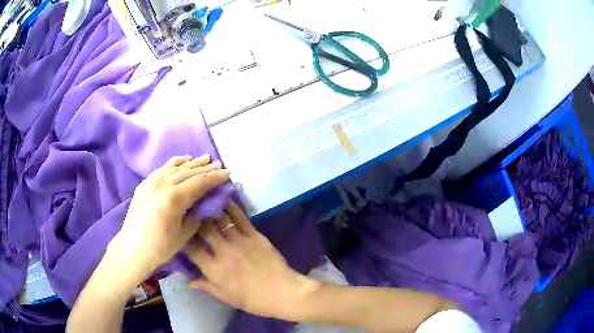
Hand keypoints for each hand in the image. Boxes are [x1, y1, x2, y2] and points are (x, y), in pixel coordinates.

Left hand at [108, 155, 229, 285]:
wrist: (133, 248)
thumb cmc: (160, 247)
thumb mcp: (184, 234)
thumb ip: (196, 214)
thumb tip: (205, 202)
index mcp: (174, 199)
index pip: (199, 183)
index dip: (214, 178)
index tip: (227, 174)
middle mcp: (162, 185)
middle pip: (188, 172)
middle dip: (206, 168)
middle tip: (219, 165)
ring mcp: (151, 182)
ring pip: (176, 167)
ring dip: (192, 163)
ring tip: (205, 158)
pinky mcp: (145, 183)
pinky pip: (163, 168)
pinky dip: (175, 163)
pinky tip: (184, 159)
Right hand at [186, 202, 317, 318]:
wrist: (283, 293)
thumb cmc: (253, 300)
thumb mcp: (226, 298)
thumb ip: (206, 286)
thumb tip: (188, 280)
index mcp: (215, 269)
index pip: (191, 249)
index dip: (182, 238)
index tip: (178, 230)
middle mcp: (224, 251)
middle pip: (203, 228)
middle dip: (194, 217)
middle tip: (188, 209)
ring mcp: (240, 241)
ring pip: (220, 219)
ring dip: (209, 207)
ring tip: (201, 197)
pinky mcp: (255, 235)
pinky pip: (240, 217)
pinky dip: (231, 206)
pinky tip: (223, 198)